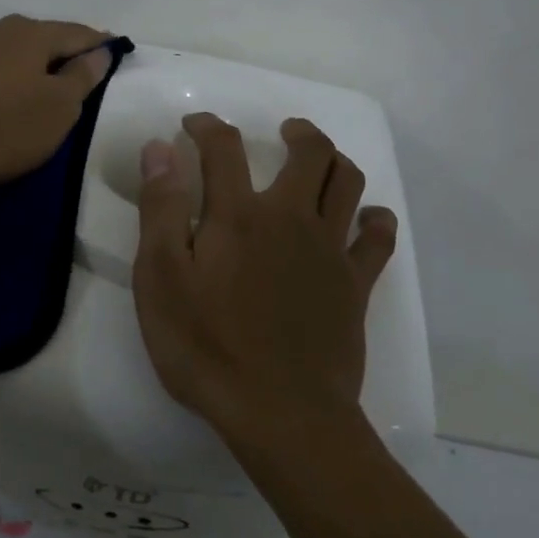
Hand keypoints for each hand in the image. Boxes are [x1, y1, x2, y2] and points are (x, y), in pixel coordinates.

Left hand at [0, 15, 112, 196]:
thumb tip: (100, 51)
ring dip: (32, 63)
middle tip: (82, 71)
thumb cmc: (8, 130)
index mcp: (30, 33)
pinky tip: (7, 93)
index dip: (100, 43)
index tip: (116, 49)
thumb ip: (84, 74)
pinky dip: (6, 74)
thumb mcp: (61, 107)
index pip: (77, 33)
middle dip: (64, 51)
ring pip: (13, 50)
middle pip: (42, 36)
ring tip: (44, 85)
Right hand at [132, 113, 397, 448]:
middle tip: (284, 130)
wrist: (280, 412)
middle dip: (298, 131)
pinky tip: (368, 217)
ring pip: (347, 183)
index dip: (206, 127)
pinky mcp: (356, 285)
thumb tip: (160, 149)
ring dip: (335, 161)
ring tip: (320, 162)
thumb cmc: (207, 347)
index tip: (194, 125)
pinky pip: (378, 238)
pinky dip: (375, 219)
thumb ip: (161, 209)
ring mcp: (329, 250)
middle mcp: (290, 218)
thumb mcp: (161, 279)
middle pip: (310, 153)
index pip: (223, 148)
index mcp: (238, 215)